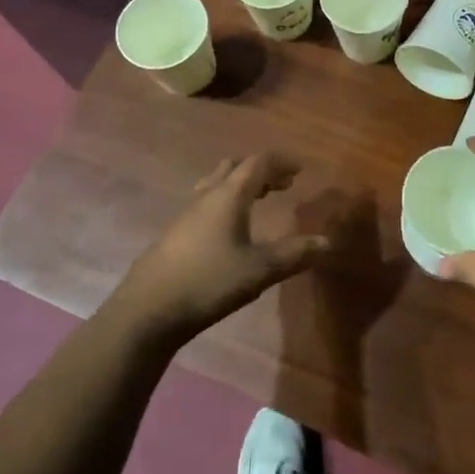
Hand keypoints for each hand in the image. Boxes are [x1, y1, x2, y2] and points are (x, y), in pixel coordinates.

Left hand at [112, 155, 337, 346]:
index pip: (258, 163)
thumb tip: (328, 242)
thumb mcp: (259, 270)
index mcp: (228, 196)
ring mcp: (186, 214)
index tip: (301, 169)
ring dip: (241, 185)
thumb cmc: (208, 282)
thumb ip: (294, 255)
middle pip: (234, 167)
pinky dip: (225, 202)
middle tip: (282, 185)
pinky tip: (230, 230)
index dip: (281, 162)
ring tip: (259, 200)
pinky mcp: (175, 234)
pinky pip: (205, 203)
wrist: (147, 311)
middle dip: (261, 171)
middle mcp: (206, 197)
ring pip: (216, 184)